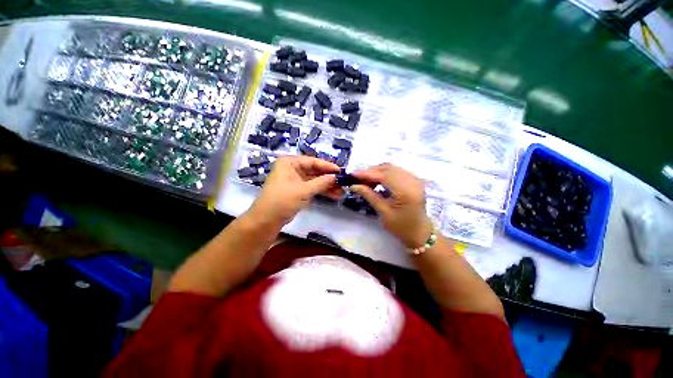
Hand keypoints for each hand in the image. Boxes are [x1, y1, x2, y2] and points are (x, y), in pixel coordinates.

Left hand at [247, 156, 341, 227]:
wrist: (266, 219)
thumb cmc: (282, 200)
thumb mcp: (303, 190)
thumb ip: (321, 183)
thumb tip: (336, 177)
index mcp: (289, 162)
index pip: (312, 161)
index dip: (327, 166)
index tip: (341, 171)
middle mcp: (290, 168)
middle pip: (313, 170)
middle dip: (328, 178)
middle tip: (343, 183)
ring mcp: (293, 180)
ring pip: (313, 180)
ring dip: (326, 186)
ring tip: (341, 192)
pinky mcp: (295, 191)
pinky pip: (310, 188)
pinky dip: (320, 191)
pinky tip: (333, 195)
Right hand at [351, 163, 432, 247]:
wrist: (419, 232)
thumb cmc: (401, 227)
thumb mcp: (384, 212)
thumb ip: (370, 196)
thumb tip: (354, 185)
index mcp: (406, 191)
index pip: (384, 176)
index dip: (367, 173)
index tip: (352, 175)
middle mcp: (412, 181)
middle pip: (388, 168)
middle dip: (371, 171)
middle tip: (357, 179)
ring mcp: (415, 179)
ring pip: (392, 168)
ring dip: (378, 172)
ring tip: (366, 181)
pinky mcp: (415, 180)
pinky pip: (398, 171)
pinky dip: (386, 173)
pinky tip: (378, 181)